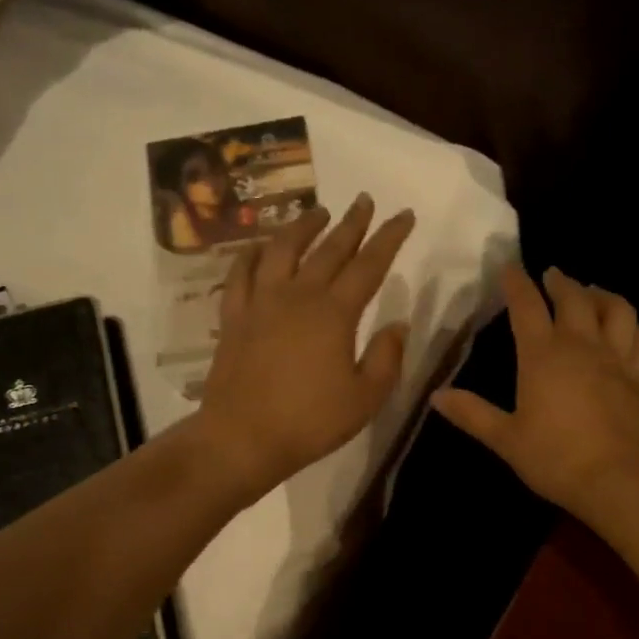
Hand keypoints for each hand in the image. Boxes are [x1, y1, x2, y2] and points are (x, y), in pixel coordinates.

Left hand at [195, 193, 416, 501]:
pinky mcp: (234, 316)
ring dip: (302, 226)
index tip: (403, 215)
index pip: (369, 265)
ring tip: (317, 212)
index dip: (389, 238)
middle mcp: (298, 296)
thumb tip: (397, 324)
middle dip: (351, 222)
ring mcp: (261, 302)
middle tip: (364, 200)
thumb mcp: (365, 399)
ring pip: (283, 250)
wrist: (242, 437)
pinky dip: (253, 253)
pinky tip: (260, 246)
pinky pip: (241, 273)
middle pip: (329, 249)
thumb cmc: (310, 422)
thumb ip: (386, 358)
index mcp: (335, 313)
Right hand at [432, 265, 638, 520]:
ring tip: (592, 292)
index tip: (509, 266)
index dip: (516, 283)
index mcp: (542, 356)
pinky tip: (627, 328)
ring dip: (602, 295)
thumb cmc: (556, 458)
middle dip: (560, 282)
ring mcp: (617, 359)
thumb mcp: (505, 439)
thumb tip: (436, 395)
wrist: (621, 479)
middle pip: (573, 299)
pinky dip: (632, 326)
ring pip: (616, 310)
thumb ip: (472, 414)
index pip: (526, 307)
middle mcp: (582, 346)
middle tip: (551, 274)